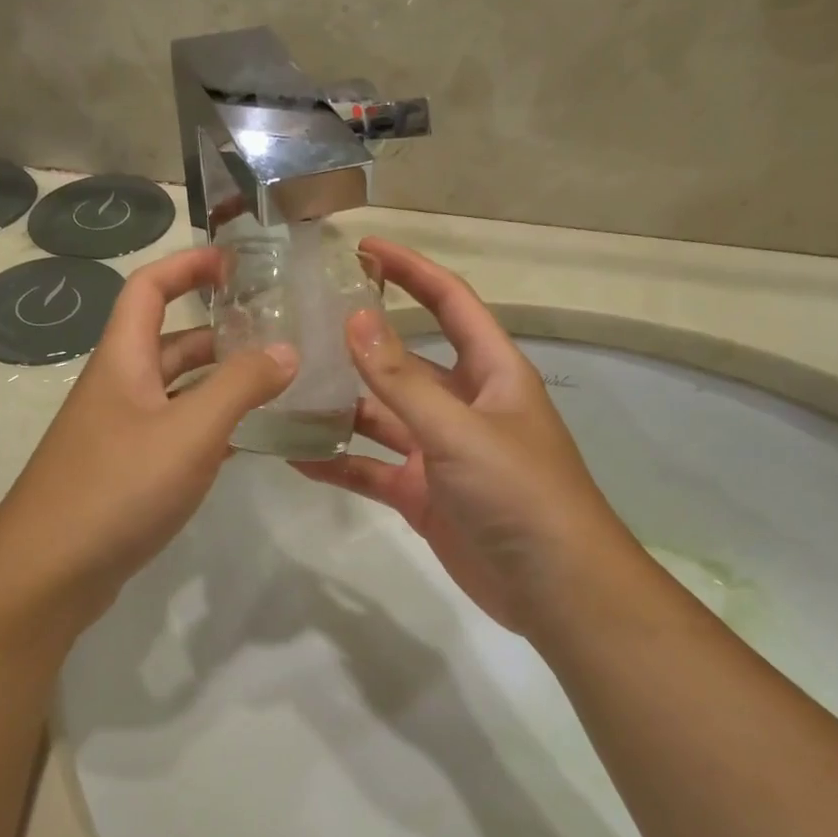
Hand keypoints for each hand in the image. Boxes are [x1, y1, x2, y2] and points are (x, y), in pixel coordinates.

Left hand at [0, 246, 295, 638]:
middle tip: (274, 334)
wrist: (47, 573)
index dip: (188, 265)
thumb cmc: (117, 487)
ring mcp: (118, 434)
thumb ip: (240, 386)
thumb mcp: (190, 431)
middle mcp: (117, 389)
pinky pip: (173, 435)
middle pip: (168, 341)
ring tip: (273, 385)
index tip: (236, 262)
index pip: (149, 288)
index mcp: (123, 361)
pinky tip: (246, 443)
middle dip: (218, 331)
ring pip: (175, 392)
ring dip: (217, 383)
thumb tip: (286, 349)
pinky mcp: (124, 475)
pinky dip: (208, 429)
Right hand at [293, 238, 645, 642]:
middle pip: (405, 360)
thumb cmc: (519, 493)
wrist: (553, 588)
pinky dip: (338, 462)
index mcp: (490, 373)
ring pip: (381, 416)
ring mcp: (439, 451)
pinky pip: (371, 469)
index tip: (363, 248)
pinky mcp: (422, 494)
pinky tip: (294, 455)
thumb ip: (402, 379)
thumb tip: (354, 319)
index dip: (412, 271)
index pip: (449, 303)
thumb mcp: (459, 430)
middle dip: (359, 342)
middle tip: (300, 322)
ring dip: (339, 405)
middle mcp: (463, 405)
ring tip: (284, 388)